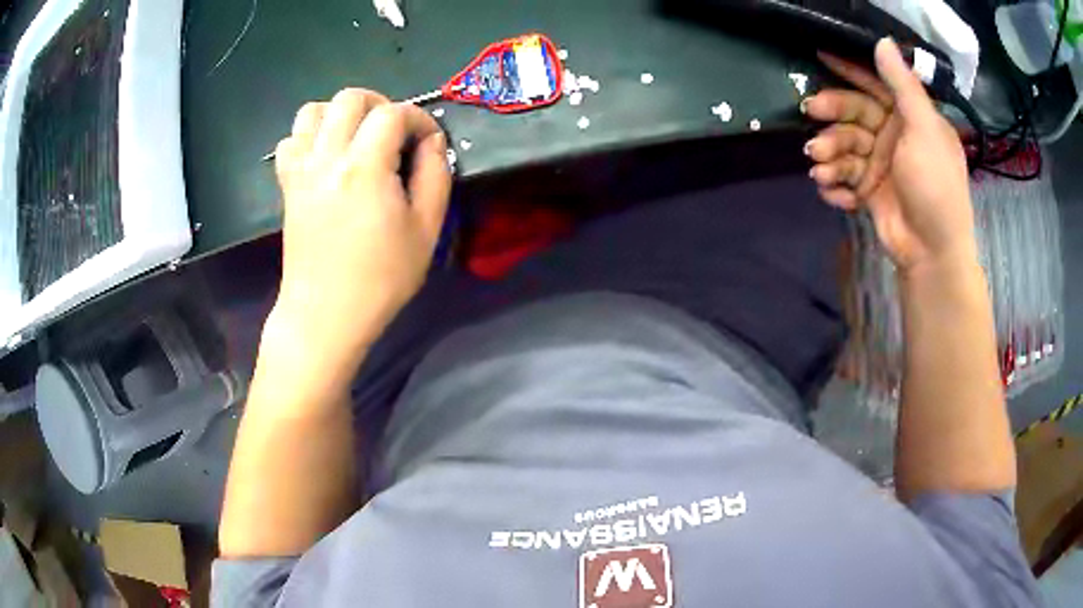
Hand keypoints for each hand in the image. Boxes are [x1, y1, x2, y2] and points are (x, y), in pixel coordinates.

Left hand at [266, 89, 450, 379]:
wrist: (325, 314)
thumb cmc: (380, 278)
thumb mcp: (426, 230)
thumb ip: (435, 175)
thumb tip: (432, 142)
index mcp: (365, 167)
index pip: (393, 113)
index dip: (419, 119)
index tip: (429, 142)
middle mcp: (327, 157)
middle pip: (350, 98)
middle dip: (380, 104)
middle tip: (395, 132)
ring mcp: (301, 170)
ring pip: (313, 111)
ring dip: (340, 114)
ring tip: (358, 138)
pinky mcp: (288, 186)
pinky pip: (290, 141)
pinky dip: (309, 137)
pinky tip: (326, 157)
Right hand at [803, 38, 976, 275]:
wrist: (932, 253)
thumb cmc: (935, 187)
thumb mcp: (923, 131)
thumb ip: (903, 86)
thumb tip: (882, 42)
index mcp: (911, 119)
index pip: (877, 85)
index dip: (851, 70)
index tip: (821, 56)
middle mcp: (894, 137)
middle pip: (854, 114)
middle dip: (833, 115)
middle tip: (810, 114)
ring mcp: (881, 165)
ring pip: (845, 147)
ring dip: (829, 154)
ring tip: (818, 167)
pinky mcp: (869, 192)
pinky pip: (844, 180)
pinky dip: (835, 186)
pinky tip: (832, 192)